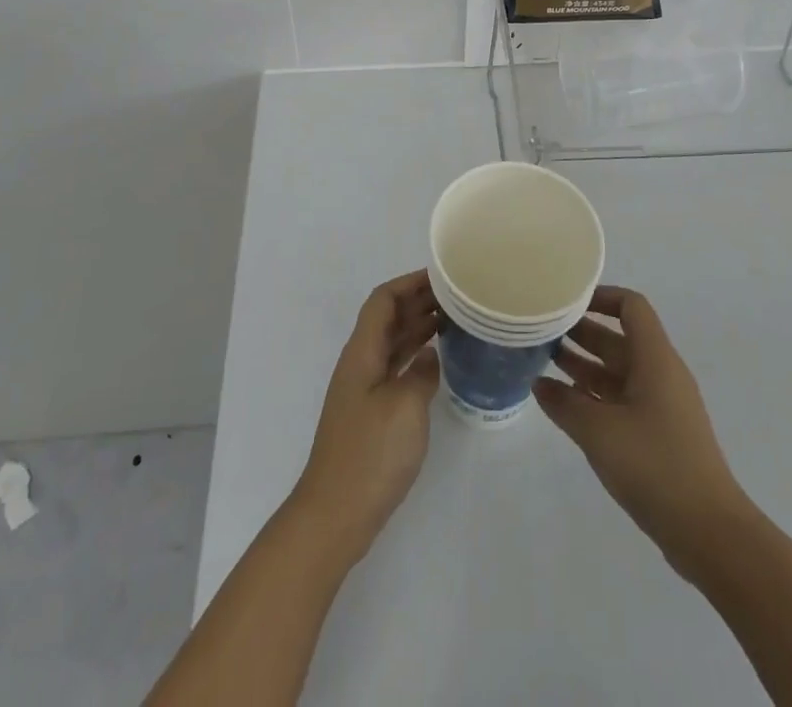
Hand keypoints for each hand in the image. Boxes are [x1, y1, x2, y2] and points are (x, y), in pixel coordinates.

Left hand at [289, 270, 441, 560]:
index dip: (409, 283)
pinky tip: (437, 361)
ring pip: (393, 343)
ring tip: (455, 319)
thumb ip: (421, 371)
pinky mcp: (371, 414)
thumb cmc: (370, 454)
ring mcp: (364, 390)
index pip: (383, 300)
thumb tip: (428, 356)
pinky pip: (395, 368)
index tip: (442, 277)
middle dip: (418, 301)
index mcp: (362, 352)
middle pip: (388, 318)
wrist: (335, 514)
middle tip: (457, 296)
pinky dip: (415, 356)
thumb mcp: (405, 406)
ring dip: (419, 327)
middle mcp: (361, 363)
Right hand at [534, 285, 749, 576]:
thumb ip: (565, 403)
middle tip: (542, 332)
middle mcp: (660, 374)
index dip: (601, 296)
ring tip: (544, 363)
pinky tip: (565, 404)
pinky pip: (622, 400)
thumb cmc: (655, 465)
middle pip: (620, 338)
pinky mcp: (659, 435)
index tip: (566, 300)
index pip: (631, 307)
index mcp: (655, 359)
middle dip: (582, 332)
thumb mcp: (599, 431)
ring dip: (584, 365)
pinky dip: (594, 396)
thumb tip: (539, 384)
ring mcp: (661, 406)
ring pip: (618, 371)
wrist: (709, 532)